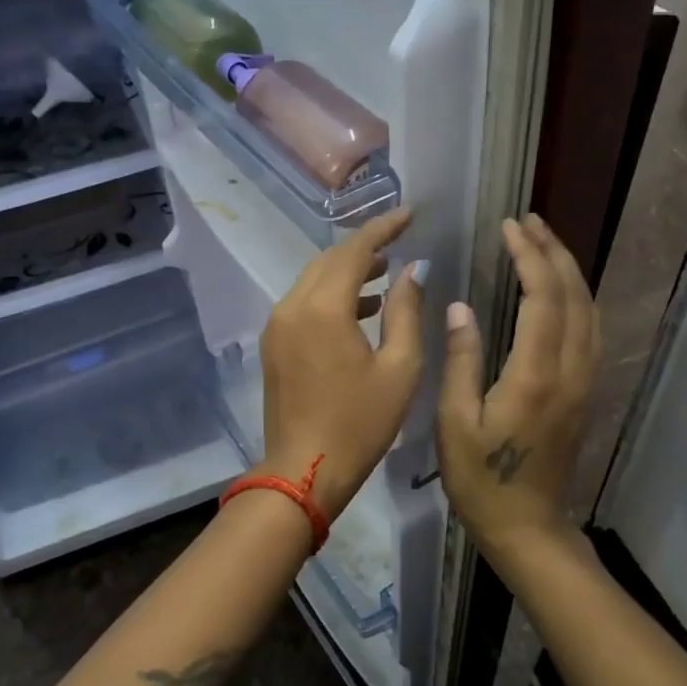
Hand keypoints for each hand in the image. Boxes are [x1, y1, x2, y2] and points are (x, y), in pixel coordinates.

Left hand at [258, 207, 425, 520]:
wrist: (304, 471)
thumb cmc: (360, 424)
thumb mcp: (399, 369)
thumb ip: (406, 312)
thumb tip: (413, 270)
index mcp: (323, 308)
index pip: (353, 250)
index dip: (383, 228)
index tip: (410, 214)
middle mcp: (292, 307)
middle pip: (328, 261)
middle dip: (363, 248)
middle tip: (399, 243)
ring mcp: (277, 326)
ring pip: (312, 281)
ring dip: (346, 272)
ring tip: (384, 275)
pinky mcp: (273, 345)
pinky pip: (303, 304)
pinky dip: (331, 297)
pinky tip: (359, 310)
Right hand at [437, 214, 598, 564]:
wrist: (528, 526)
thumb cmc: (481, 479)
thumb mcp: (455, 423)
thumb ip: (461, 361)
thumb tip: (461, 307)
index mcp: (535, 375)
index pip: (542, 297)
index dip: (529, 256)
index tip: (509, 227)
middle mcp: (570, 371)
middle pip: (574, 295)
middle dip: (553, 251)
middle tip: (528, 221)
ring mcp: (584, 382)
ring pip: (589, 311)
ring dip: (568, 271)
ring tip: (543, 243)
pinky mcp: (585, 393)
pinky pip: (590, 331)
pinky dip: (577, 298)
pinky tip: (560, 291)